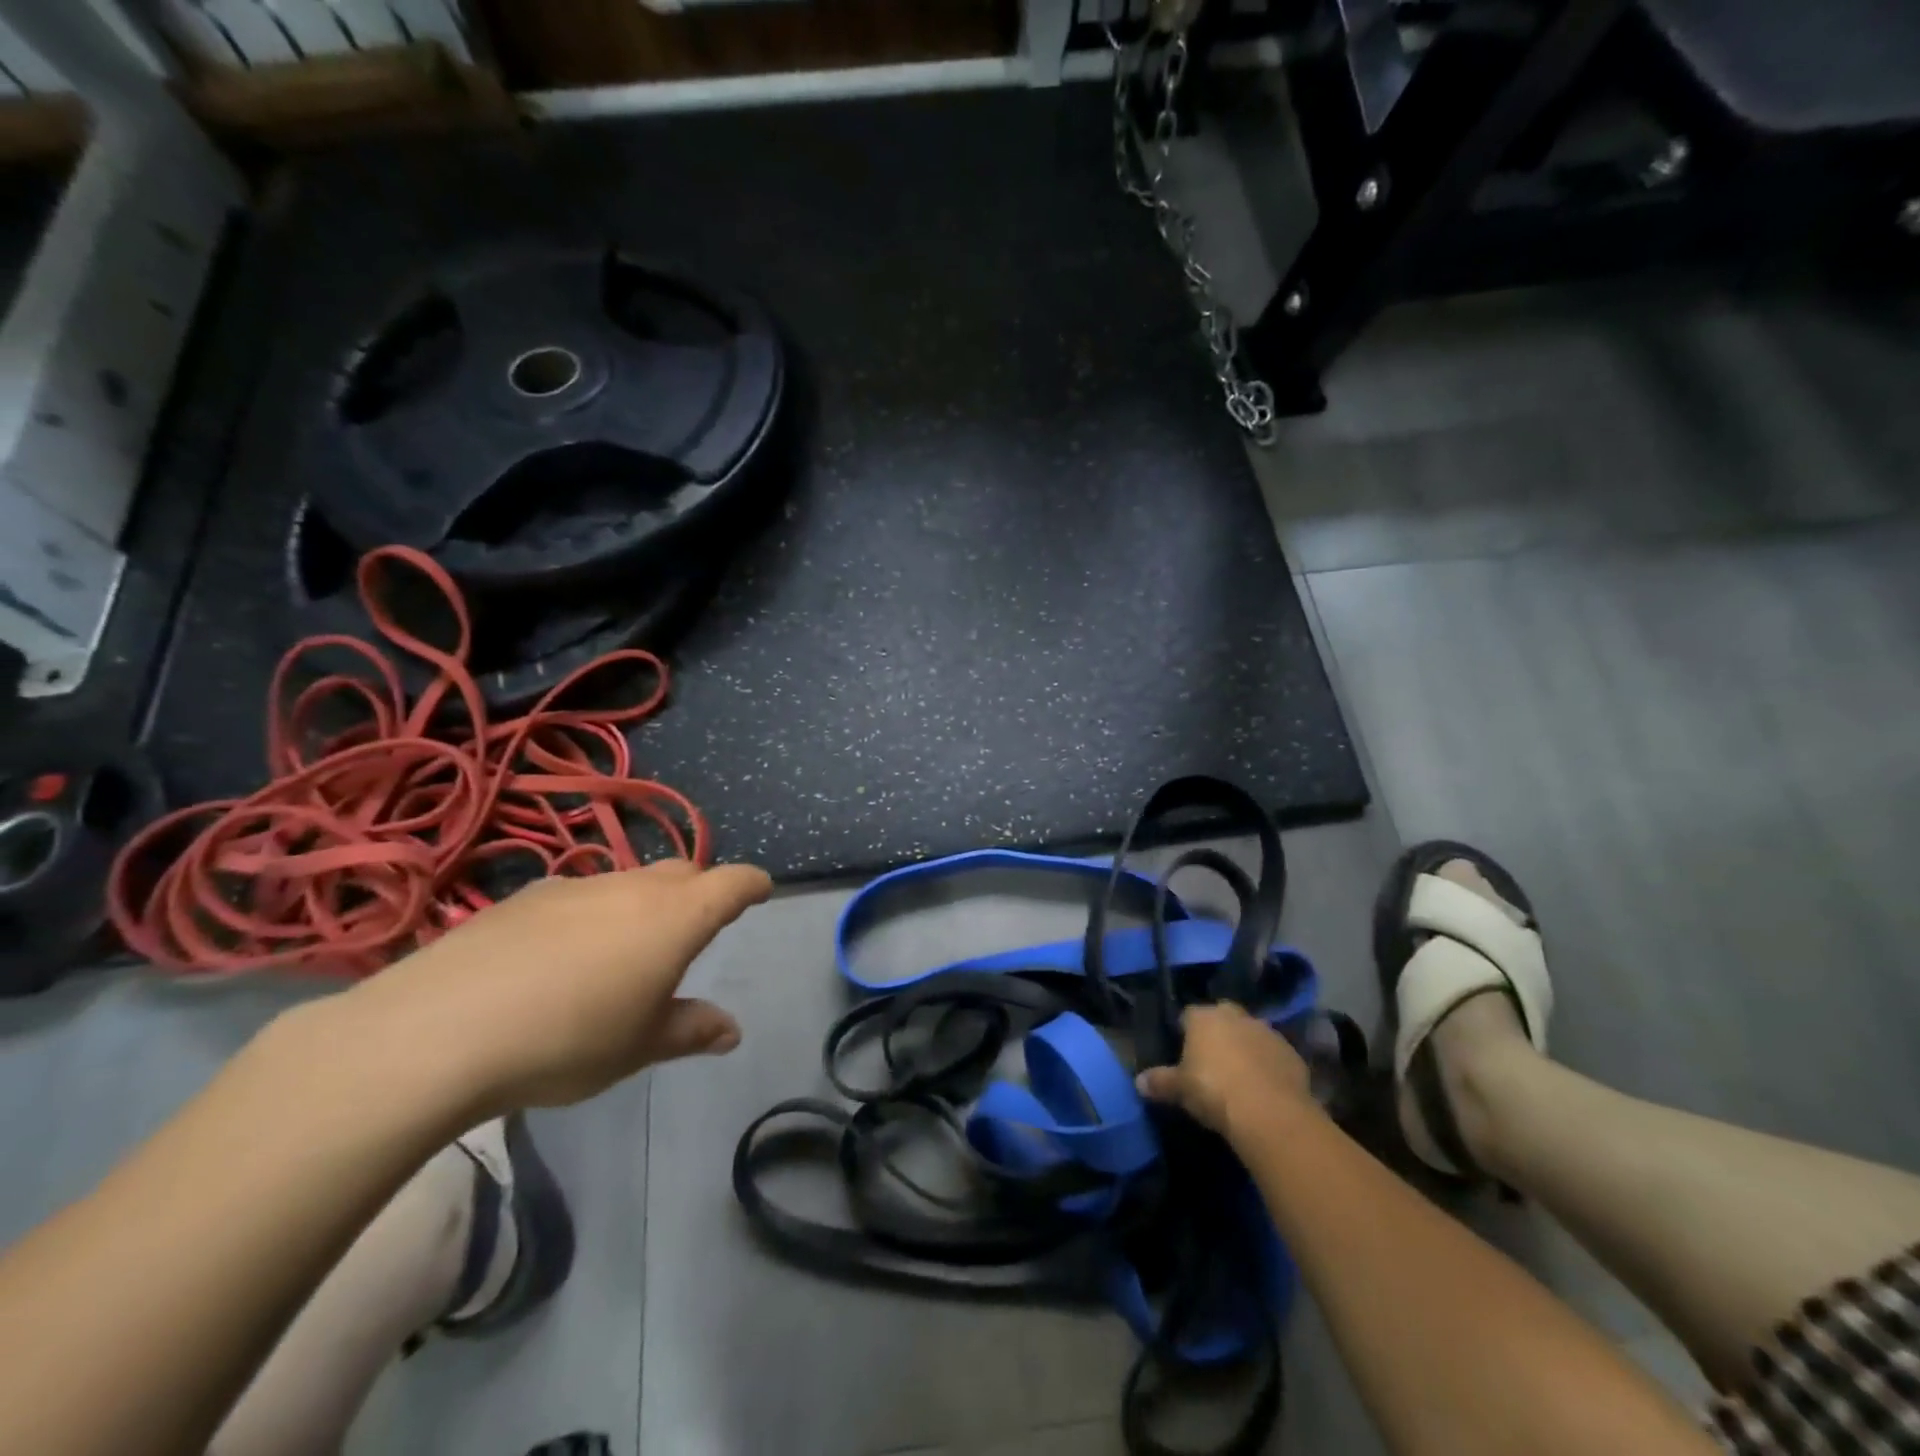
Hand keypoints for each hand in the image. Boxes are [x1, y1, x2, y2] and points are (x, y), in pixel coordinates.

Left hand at [338, 860, 772, 1115]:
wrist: (438, 1031)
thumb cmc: (567, 1040)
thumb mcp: (639, 1046)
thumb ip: (690, 1030)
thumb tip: (731, 1031)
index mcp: (675, 917)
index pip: (732, 882)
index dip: (752, 884)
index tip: (761, 891)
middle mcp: (632, 887)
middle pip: (683, 873)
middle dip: (700, 890)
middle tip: (697, 925)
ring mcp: (575, 887)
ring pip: (629, 881)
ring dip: (643, 903)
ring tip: (626, 947)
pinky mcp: (524, 897)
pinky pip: (579, 895)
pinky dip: (592, 913)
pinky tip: (561, 956)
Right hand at [1136, 1003, 1313, 1141]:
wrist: (1270, 1112)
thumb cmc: (1214, 1091)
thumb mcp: (1179, 1089)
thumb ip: (1159, 1082)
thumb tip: (1138, 1082)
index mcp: (1204, 1017)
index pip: (1188, 1015)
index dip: (1185, 1032)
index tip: (1184, 1053)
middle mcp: (1235, 1016)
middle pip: (1222, 1018)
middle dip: (1218, 1034)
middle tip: (1212, 1062)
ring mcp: (1267, 1032)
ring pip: (1251, 1035)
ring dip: (1246, 1049)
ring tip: (1240, 1078)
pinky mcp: (1293, 1054)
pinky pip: (1274, 1055)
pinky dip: (1268, 1066)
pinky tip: (1264, 1089)